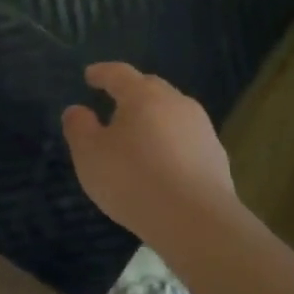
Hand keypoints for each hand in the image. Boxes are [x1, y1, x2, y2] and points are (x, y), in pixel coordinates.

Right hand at [62, 62, 236, 243]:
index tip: (90, 76)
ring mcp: (202, 128)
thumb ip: (79, 128)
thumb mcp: (90, 155)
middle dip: (131, 91)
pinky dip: (171, 142)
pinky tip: (163, 163)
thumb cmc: (133, 180)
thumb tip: (77, 110)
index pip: (119, 74)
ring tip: (139, 134)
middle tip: (114, 102)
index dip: (102, 73)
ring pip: (172, 113)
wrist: (196, 220)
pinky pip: (186, 139)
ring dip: (154, 117)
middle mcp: (176, 103)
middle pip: (151, 88)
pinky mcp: (216, 156)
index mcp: (143, 96)